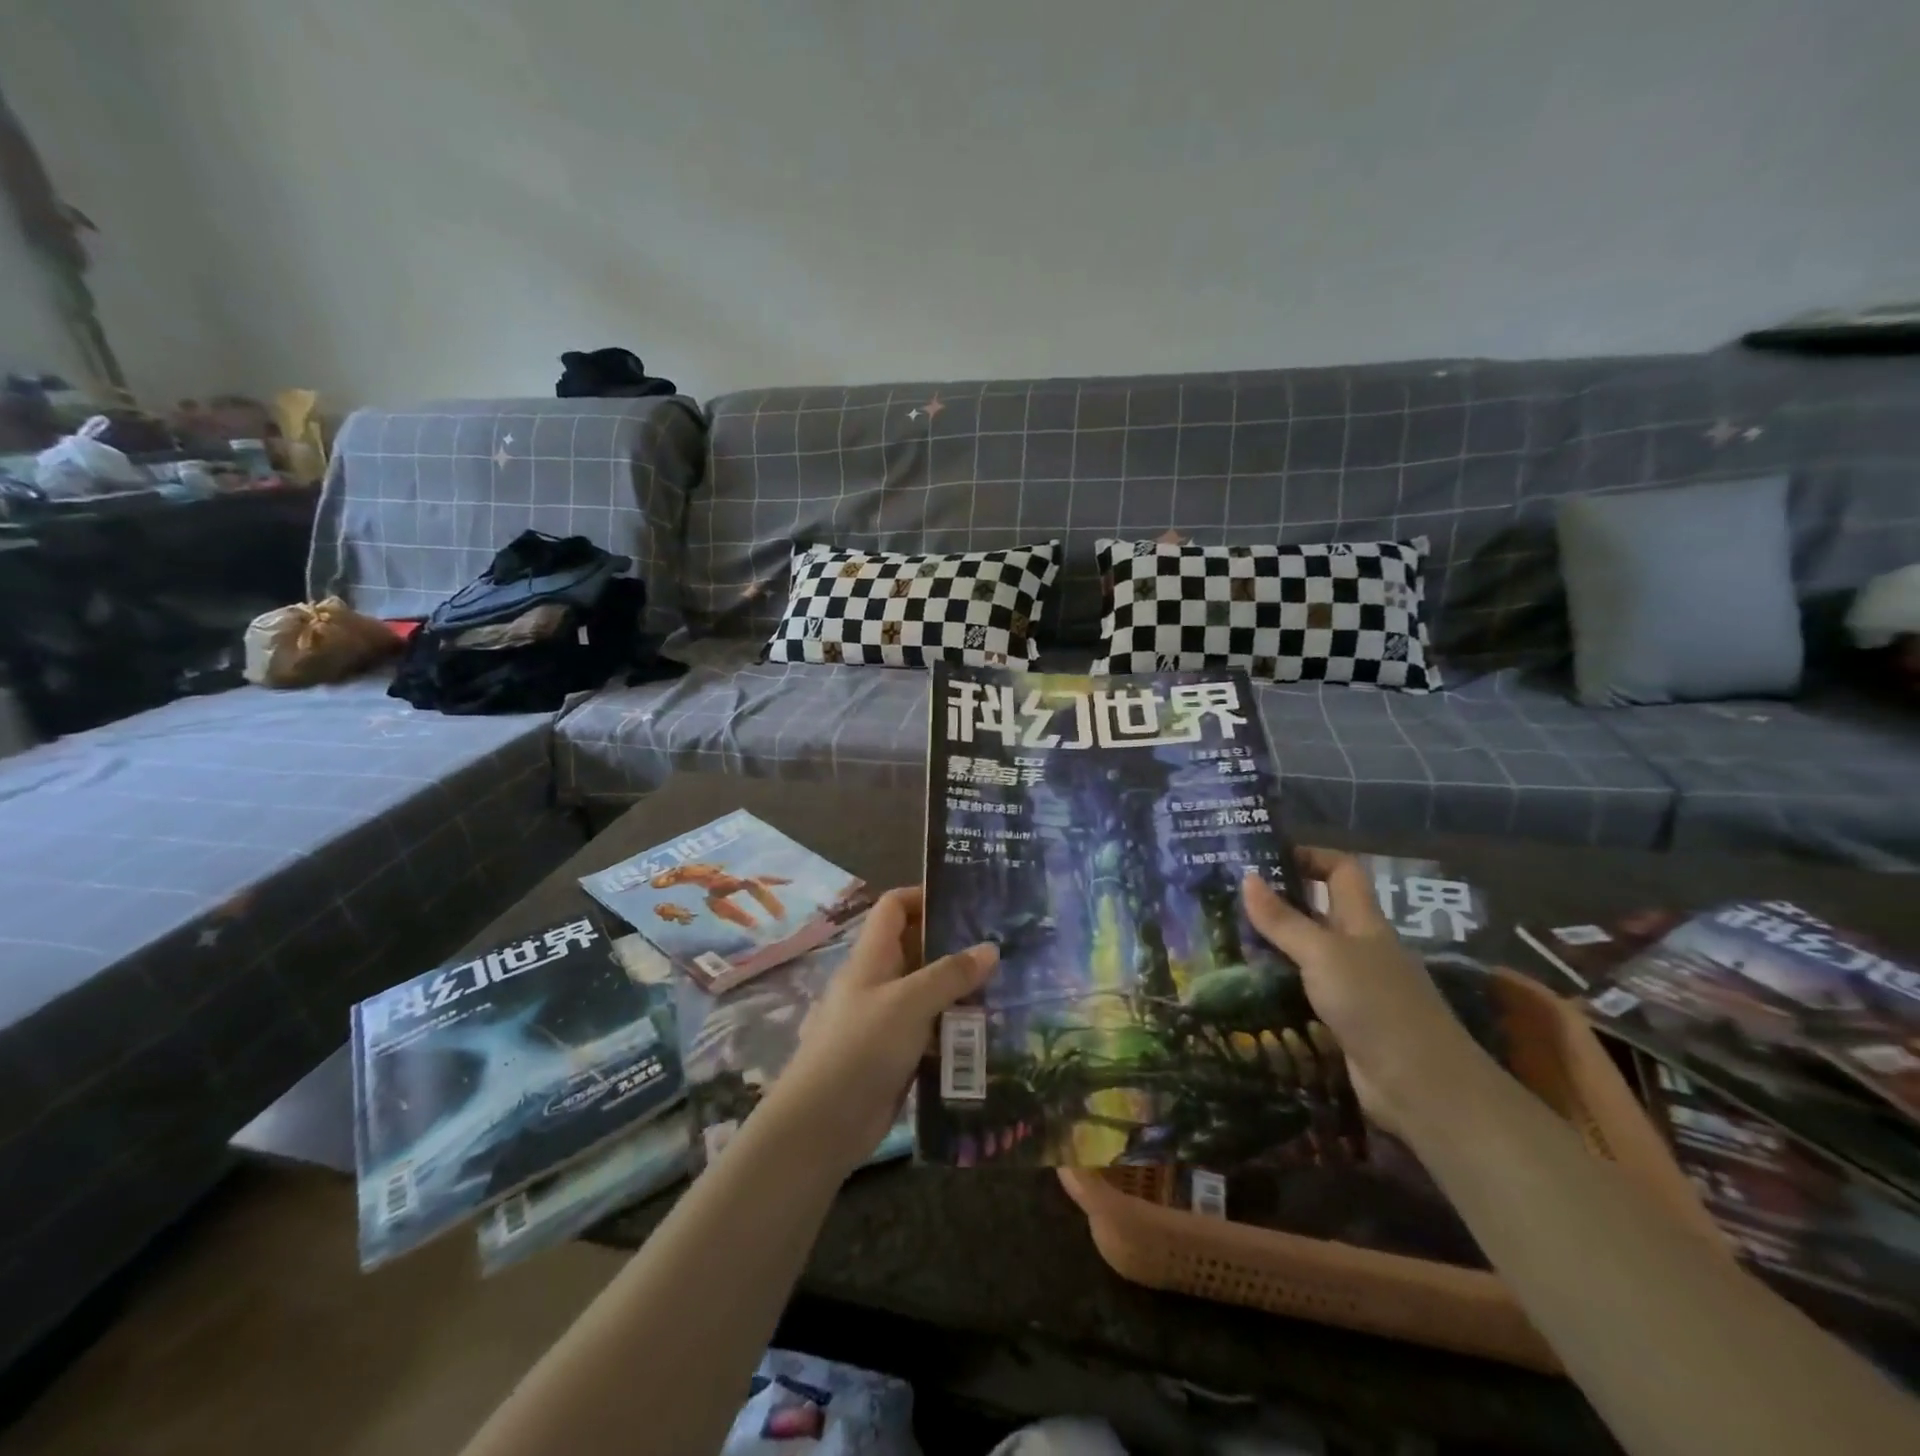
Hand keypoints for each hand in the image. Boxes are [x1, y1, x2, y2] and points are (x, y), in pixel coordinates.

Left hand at [764, 887, 997, 1172]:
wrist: (823, 1124)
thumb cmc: (861, 1047)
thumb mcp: (909, 1003)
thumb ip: (950, 974)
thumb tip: (990, 947)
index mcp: (872, 956)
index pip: (894, 907)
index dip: (924, 896)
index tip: (966, 900)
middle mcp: (879, 981)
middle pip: (917, 948)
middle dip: (955, 945)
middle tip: (1003, 945)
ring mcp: (887, 1020)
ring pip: (929, 993)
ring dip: (961, 991)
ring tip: (1007, 987)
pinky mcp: (897, 1055)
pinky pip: (932, 1031)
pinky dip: (956, 1029)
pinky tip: (989, 1033)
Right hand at [1242, 851, 1486, 1133]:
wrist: (1421, 1086)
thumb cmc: (1376, 1004)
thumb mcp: (1323, 954)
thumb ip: (1283, 920)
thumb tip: (1246, 877)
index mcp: (1363, 921)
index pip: (1341, 871)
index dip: (1309, 857)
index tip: (1265, 858)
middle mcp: (1359, 947)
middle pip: (1318, 911)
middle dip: (1278, 903)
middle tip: (1228, 900)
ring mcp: (1353, 986)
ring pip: (1307, 953)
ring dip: (1272, 946)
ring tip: (1224, 940)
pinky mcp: (1343, 1020)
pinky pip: (1304, 990)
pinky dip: (1277, 985)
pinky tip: (1245, 987)